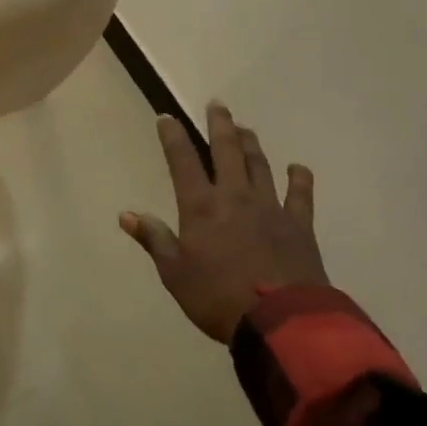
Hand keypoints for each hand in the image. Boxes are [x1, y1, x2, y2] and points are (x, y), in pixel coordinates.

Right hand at [119, 103, 326, 343]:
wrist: (281, 321)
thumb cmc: (218, 297)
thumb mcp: (174, 273)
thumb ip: (154, 239)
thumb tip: (126, 214)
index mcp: (201, 206)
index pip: (182, 161)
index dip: (173, 136)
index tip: (166, 117)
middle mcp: (234, 196)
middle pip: (226, 151)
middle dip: (219, 125)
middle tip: (217, 104)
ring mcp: (270, 207)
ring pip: (259, 165)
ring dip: (251, 144)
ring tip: (245, 127)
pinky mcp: (298, 224)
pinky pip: (300, 195)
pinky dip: (299, 179)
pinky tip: (298, 167)